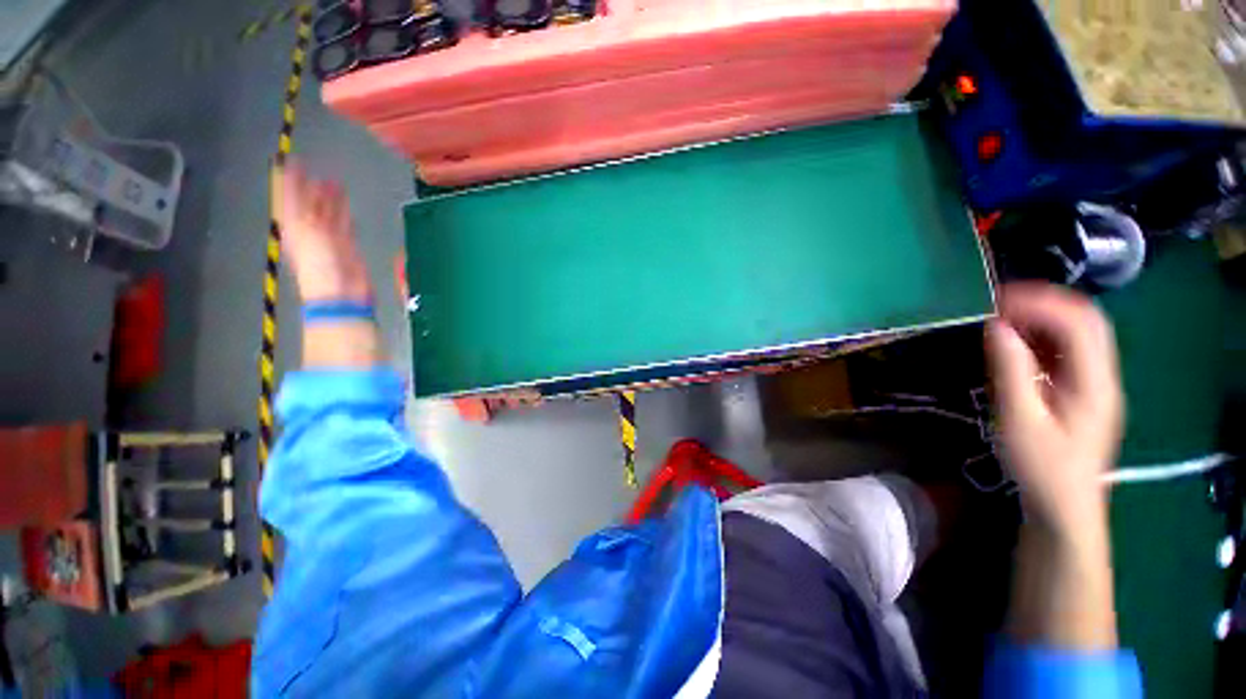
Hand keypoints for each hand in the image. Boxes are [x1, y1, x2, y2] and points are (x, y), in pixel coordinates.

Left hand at [275, 161, 371, 302]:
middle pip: (309, 204)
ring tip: (335, 182)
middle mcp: (308, 229)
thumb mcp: (306, 229)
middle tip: (317, 169)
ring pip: (328, 213)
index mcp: (293, 225)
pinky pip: (343, 225)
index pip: (289, 197)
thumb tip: (295, 174)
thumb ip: (301, 201)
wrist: (341, 291)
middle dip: (312, 187)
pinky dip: (343, 214)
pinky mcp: (346, 246)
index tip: (292, 161)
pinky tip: (346, 205)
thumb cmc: (319, 262)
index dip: (290, 180)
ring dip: (330, 198)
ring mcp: (327, 238)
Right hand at [986, 283, 1123, 537]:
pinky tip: (1016, 342)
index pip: (1077, 324)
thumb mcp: (1019, 420)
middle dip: (1044, 303)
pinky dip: (1041, 336)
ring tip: (1003, 319)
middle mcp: (1103, 375)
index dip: (1039, 304)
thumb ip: (1011, 370)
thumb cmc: (1042, 467)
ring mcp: (1096, 382)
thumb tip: (997, 326)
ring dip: (1042, 318)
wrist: (1064, 504)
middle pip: (1086, 320)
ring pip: (1079, 332)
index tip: (995, 302)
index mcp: (1094, 383)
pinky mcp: (1083, 389)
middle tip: (1000, 304)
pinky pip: (1067, 349)